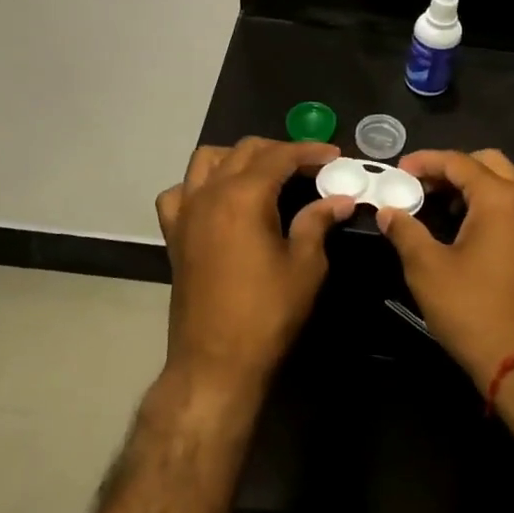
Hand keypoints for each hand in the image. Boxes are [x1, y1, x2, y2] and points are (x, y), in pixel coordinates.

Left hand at [155, 139, 353, 394]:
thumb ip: (317, 222)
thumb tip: (339, 199)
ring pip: (206, 160)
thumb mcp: (305, 266)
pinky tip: (218, 200)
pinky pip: (179, 193)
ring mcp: (186, 212)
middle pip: (244, 151)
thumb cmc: (267, 313)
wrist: (215, 362)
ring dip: (237, 157)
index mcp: (244, 196)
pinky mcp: (174, 235)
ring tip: (264, 174)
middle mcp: (209, 193)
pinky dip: (199, 185)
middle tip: (309, 167)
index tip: (334, 156)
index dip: (309, 152)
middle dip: (279, 150)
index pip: (279, 156)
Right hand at [374, 149, 513, 391]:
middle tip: (425, 187)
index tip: (401, 171)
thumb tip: (388, 211)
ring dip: (484, 181)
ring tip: (457, 205)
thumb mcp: (427, 270)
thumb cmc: (473, 311)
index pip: (459, 162)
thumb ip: (406, 232)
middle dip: (455, 168)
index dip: (426, 161)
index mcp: (499, 199)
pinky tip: (489, 226)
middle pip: (491, 162)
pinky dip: (508, 201)